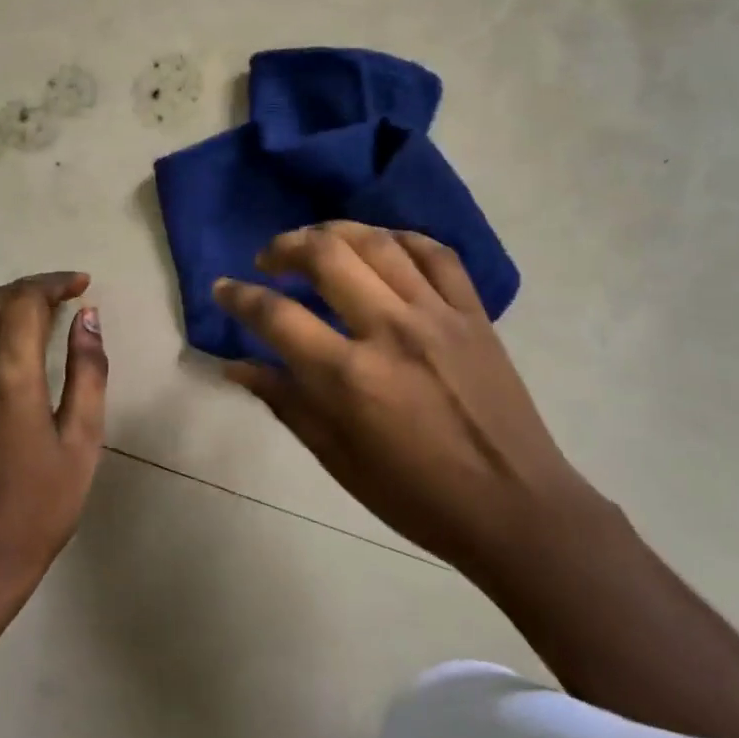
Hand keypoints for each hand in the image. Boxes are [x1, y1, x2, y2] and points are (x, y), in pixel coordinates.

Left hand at [0, 272, 108, 590]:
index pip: (25, 300)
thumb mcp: (82, 439)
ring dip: (1, 301)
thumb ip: (88, 371)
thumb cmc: (41, 503)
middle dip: (31, 288)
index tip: (82, 284)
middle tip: (65, 294)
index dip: (54, 283)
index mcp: (7, 375)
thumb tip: (88, 316)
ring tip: (35, 309)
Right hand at [217, 223, 600, 573]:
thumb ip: (286, 403)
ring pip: (377, 242)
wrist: (514, 506)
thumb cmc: (416, 496)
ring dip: (335, 231)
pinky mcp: (473, 312)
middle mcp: (390, 330)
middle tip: (269, 260)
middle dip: (285, 246)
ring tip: (315, 241)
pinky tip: (381, 244)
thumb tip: (235, 365)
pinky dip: (401, 238)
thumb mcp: (338, 459)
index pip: (277, 316)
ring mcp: (437, 314)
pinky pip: (435, 253)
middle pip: (326, 256)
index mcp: (350, 377)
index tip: (223, 288)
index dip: (239, 297)